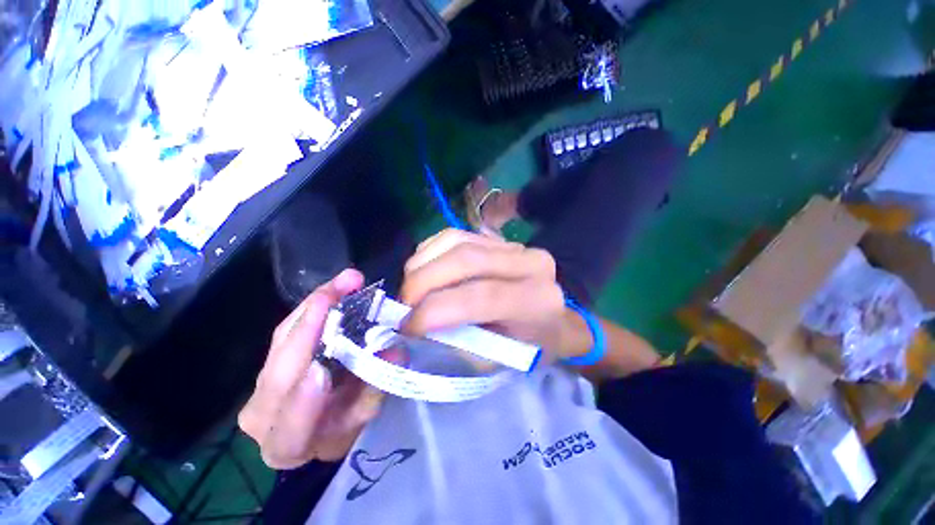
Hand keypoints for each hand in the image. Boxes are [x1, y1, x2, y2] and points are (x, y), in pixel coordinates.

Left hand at [239, 269, 385, 468]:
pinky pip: (286, 329)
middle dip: (310, 328)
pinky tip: (334, 289)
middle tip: (345, 293)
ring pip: (281, 341)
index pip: (288, 428)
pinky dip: (312, 307)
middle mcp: (260, 415)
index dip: (303, 401)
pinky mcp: (268, 358)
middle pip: (278, 371)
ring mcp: (259, 384)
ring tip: (345, 282)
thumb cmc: (343, 427)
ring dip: (314, 307)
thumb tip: (397, 353)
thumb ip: (376, 389)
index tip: (322, 369)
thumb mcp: (362, 417)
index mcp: (286, 444)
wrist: (315, 426)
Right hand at [399, 229, 578, 361]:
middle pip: (466, 259)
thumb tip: (409, 335)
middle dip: (422, 282)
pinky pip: (454, 235)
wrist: (554, 316)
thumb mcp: (497, 359)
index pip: (483, 296)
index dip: (437, 310)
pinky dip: (429, 252)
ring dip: (422, 264)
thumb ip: (455, 344)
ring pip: (456, 241)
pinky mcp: (496, 238)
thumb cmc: (529, 346)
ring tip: (411, 290)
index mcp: (536, 300)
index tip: (408, 327)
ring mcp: (512, 244)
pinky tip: (423, 270)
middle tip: (403, 307)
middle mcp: (529, 263)